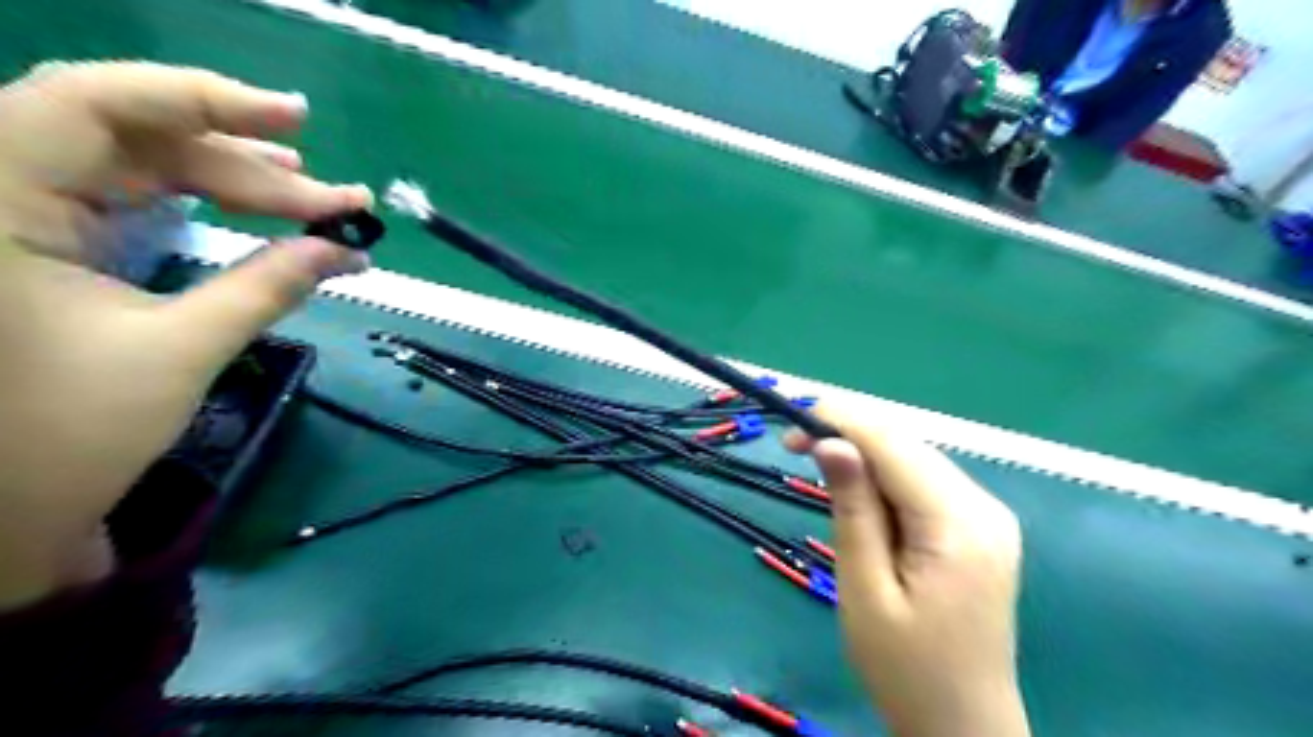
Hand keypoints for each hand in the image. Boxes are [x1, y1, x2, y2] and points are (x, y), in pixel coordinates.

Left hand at [1, 62, 374, 607]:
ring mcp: (25, 214)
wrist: (2, 508)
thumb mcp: (181, 351)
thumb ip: (268, 286)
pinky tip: (265, 213)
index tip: (300, 121)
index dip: (204, 99)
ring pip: (146, 166)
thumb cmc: (66, 436)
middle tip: (338, 201)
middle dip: (250, 168)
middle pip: (141, 140)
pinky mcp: (53, 242)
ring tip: (317, 200)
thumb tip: (346, 248)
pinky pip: (141, 200)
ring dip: (238, 182)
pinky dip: (210, 206)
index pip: (95, 103)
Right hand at [783, 406, 1031, 736]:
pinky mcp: (978, 528)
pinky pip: (923, 484)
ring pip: (914, 459)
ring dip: (864, 457)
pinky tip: (859, 498)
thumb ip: (852, 510)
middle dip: (848, 436)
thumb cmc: (905, 669)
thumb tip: (831, 442)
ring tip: (821, 476)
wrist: (963, 727)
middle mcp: (984, 506)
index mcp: (959, 523)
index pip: (893, 444)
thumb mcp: (865, 590)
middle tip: (794, 450)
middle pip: (907, 445)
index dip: (839, 423)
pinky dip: (884, 480)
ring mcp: (987, 515)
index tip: (788, 431)